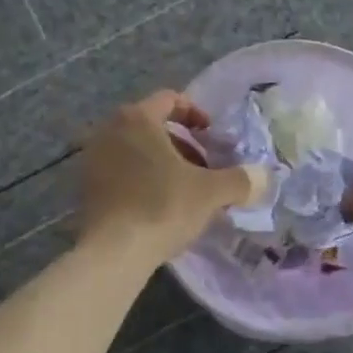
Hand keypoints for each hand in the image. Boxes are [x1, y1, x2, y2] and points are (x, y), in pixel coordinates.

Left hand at [76, 90, 266, 269]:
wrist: (114, 252)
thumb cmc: (163, 207)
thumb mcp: (211, 192)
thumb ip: (240, 180)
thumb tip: (265, 177)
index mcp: (137, 118)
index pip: (169, 99)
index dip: (195, 114)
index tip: (212, 135)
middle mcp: (110, 130)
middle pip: (152, 125)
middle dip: (182, 143)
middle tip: (204, 166)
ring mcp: (93, 158)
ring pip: (137, 150)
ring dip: (163, 163)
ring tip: (186, 189)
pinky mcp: (87, 187)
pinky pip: (122, 171)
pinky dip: (143, 179)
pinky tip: (161, 205)